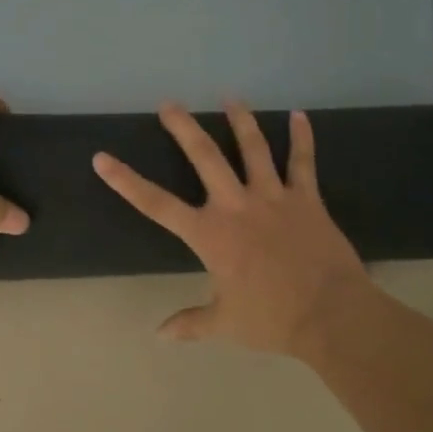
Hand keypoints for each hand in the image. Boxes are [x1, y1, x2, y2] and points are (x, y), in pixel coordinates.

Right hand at [94, 102, 370, 354]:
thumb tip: (160, 335)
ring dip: (240, 120)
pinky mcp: (306, 199)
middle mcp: (236, 206)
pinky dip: (301, 137)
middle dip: (184, 128)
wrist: (330, 314)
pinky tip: (299, 115)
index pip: (156, 204)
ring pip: (253, 148)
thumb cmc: (272, 318)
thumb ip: (191, 323)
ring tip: (230, 96)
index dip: (126, 181)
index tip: (102, 158)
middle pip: (205, 157)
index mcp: (210, 235)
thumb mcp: (225, 323)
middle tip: (169, 104)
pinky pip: (302, 162)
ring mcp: (273, 197)